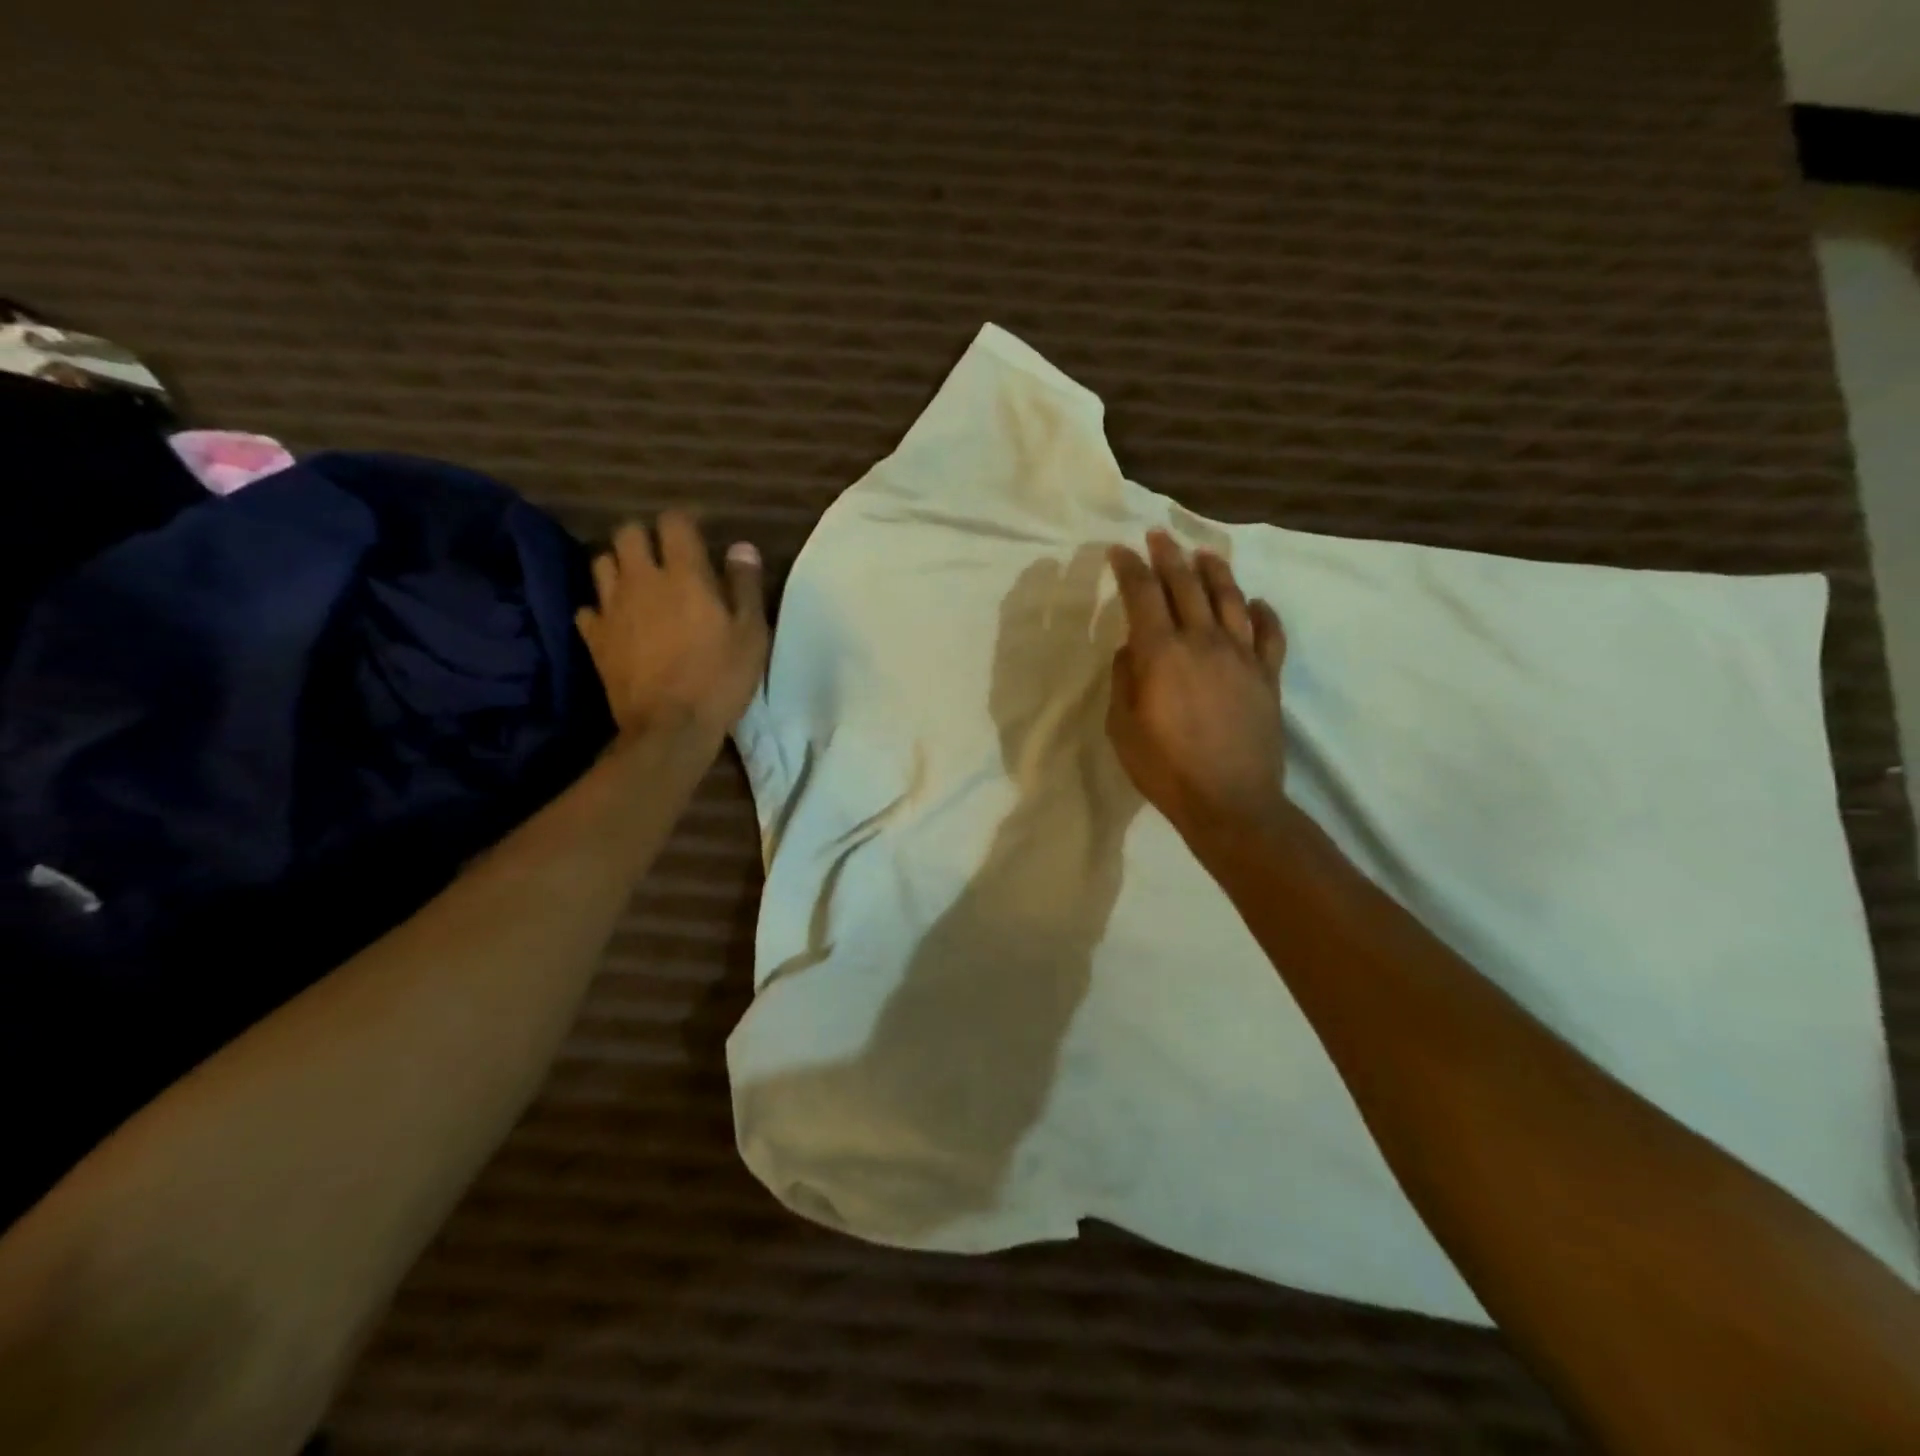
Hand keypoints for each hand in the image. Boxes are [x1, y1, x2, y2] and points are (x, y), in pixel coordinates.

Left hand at [575, 512, 768, 738]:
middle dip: (646, 538)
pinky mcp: (594, 638)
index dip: (685, 522)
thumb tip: (741, 547)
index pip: (674, 522)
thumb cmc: (720, 678)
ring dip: (620, 566)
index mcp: (684, 575)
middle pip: (628, 534)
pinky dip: (602, 609)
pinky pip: (588, 608)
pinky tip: (618, 622)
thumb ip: (746, 586)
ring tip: (639, 585)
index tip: (698, 534)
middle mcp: (641, 580)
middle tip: (665, 559)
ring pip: (602, 564)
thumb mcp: (751, 634)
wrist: (670, 727)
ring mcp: (612, 608)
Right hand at [1106, 531, 1287, 838]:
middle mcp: (1203, 641)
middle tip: (1157, 535)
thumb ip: (1124, 679)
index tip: (1118, 551)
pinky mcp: (1268, 676)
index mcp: (1161, 652)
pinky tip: (1256, 603)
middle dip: (1168, 555)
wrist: (1230, 802)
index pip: (1143, 594)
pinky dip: (1263, 613)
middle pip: (1187, 585)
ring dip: (1215, 571)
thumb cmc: (1165, 769)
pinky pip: (1269, 634)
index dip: (1129, 568)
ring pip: (1231, 598)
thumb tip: (1131, 648)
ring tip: (1204, 553)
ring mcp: (1242, 656)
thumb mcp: (1122, 727)